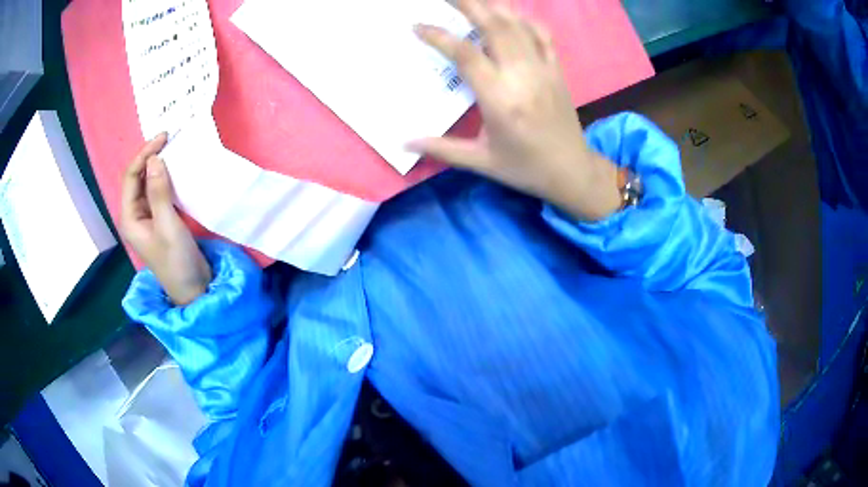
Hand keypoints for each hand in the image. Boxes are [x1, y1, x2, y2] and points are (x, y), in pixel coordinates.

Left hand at [120, 134, 211, 305]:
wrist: (193, 288)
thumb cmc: (176, 261)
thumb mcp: (168, 225)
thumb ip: (159, 192)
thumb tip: (155, 159)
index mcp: (129, 217)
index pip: (131, 177)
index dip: (145, 155)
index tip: (164, 138)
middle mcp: (134, 214)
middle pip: (137, 177)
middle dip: (150, 157)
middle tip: (170, 139)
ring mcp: (146, 216)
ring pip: (148, 183)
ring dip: (158, 165)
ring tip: (173, 149)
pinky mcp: (159, 218)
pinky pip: (158, 191)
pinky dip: (166, 178)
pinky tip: (176, 170)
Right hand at [409, 0, 620, 220]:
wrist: (573, 172)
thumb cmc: (525, 169)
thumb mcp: (481, 163)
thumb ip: (441, 149)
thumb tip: (403, 143)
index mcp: (500, 100)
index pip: (466, 55)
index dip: (439, 37)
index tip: (417, 27)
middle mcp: (522, 77)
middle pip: (494, 27)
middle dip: (468, 5)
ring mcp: (544, 70)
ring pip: (517, 26)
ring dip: (493, 6)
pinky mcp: (558, 71)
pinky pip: (542, 35)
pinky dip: (525, 20)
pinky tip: (511, 13)